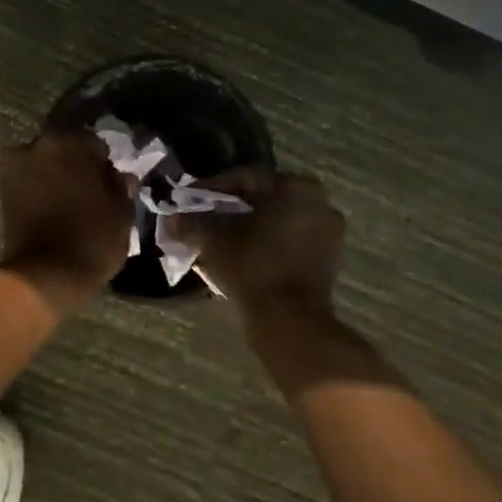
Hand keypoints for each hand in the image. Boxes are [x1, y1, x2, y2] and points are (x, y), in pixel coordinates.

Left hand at [0, 131, 132, 315]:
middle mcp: (40, 144)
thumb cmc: (92, 239)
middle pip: (64, 146)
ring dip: (55, 172)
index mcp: (72, 142)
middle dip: (75, 161)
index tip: (108, 175)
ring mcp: (17, 165)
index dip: (102, 158)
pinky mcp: (3, 188)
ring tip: (68, 196)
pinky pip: (28, 178)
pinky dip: (38, 186)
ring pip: (43, 160)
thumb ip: (119, 184)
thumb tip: (119, 174)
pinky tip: (52, 204)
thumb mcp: (121, 211)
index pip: (93, 141)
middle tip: (88, 184)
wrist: (45, 274)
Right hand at [183, 171, 344, 333]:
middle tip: (201, 220)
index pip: (244, 178)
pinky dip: (264, 247)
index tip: (187, 200)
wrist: (289, 322)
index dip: (210, 189)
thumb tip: (173, 219)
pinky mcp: (327, 264)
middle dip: (229, 211)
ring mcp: (328, 235)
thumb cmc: (252, 266)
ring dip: (246, 230)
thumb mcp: (211, 239)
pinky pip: (288, 245)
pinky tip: (239, 259)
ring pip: (275, 224)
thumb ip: (190, 222)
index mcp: (296, 187)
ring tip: (216, 242)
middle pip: (262, 201)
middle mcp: (319, 203)